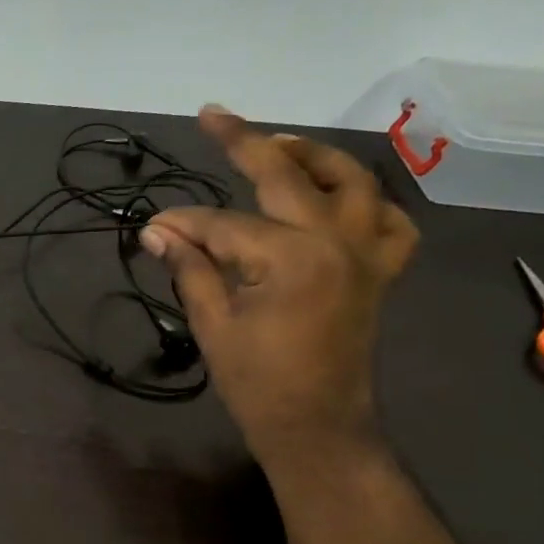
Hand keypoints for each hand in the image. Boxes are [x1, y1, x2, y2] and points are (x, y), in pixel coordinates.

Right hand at [140, 106, 417, 461]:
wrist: (317, 427)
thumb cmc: (258, 384)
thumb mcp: (213, 325)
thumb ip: (190, 268)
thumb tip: (156, 231)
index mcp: (292, 258)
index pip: (225, 224)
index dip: (184, 224)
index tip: (153, 227)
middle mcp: (338, 240)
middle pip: (288, 175)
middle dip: (244, 142)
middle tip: (213, 116)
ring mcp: (367, 253)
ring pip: (352, 181)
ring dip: (314, 155)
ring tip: (279, 143)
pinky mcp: (380, 271)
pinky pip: (391, 222)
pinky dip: (369, 203)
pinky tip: (342, 200)